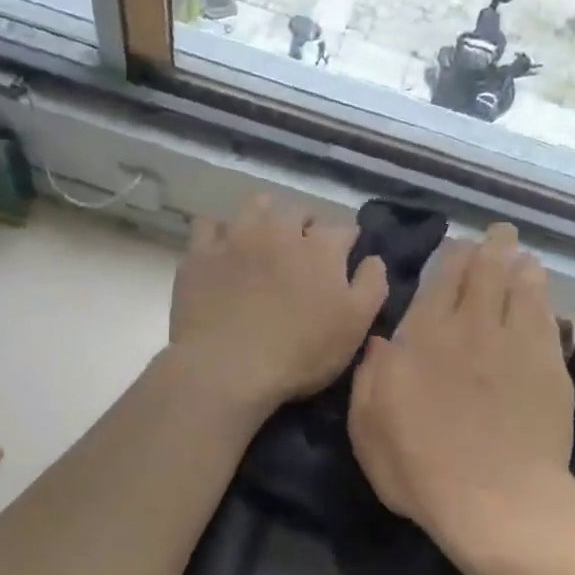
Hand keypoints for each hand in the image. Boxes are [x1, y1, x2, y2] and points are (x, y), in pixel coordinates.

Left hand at [169, 195, 388, 414]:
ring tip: (266, 238)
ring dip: (266, 216)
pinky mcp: (201, 254)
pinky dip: (221, 232)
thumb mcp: (355, 326)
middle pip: (298, 211)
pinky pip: (210, 225)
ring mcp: (237, 238)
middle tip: (305, 250)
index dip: (348, 243)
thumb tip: (373, 258)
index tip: (346, 258)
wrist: (228, 367)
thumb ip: (372, 285)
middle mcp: (280, 230)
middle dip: (306, 225)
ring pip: (255, 207)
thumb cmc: (300, 353)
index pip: (344, 230)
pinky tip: (224, 248)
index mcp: (321, 248)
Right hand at [348, 223, 574, 560]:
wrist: (496, 499)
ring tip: (522, 256)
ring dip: (521, 266)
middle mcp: (472, 327)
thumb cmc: (420, 469)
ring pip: (522, 287)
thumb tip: (381, 340)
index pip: (440, 278)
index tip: (457, 248)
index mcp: (423, 337)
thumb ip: (370, 376)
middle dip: (491, 248)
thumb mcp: (368, 428)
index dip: (451, 257)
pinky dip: (544, 300)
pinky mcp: (550, 368)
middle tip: (497, 235)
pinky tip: (544, 295)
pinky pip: (548, 319)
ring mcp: (517, 344)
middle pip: (485, 271)